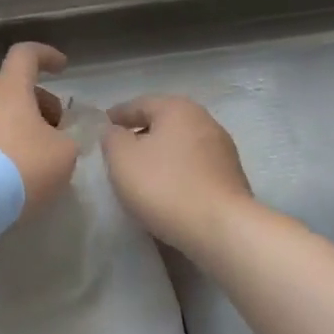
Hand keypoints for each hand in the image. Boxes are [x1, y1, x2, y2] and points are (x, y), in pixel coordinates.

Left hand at [0, 43, 77, 215]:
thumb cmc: (21, 166)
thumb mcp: (64, 153)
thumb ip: (67, 139)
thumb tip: (56, 141)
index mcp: (10, 88)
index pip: (26, 54)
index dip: (46, 55)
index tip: (62, 67)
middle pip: (15, 89)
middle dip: (40, 105)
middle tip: (58, 132)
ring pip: (0, 115)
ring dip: (22, 129)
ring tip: (40, 160)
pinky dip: (4, 149)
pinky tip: (16, 176)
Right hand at [102, 96, 253, 255]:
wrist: (221, 229)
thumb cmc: (164, 185)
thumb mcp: (122, 158)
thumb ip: (112, 138)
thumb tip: (115, 132)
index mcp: (177, 108)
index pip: (139, 104)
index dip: (117, 115)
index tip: (102, 127)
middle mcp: (204, 120)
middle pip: (164, 122)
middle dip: (141, 134)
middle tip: (119, 151)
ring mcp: (222, 150)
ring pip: (180, 145)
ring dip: (160, 155)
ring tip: (141, 173)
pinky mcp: (231, 177)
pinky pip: (194, 167)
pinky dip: (177, 172)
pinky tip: (166, 190)